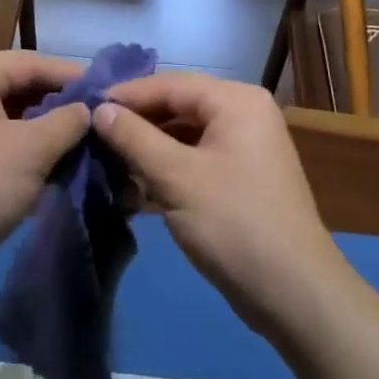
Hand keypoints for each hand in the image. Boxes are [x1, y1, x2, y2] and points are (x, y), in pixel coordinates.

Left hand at [0, 51, 87, 275]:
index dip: (74, 76)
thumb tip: (89, 109)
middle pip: (20, 88)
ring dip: (46, 133)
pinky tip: (55, 170)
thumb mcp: (32, 149)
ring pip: (10, 119)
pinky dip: (25, 153)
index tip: (111, 93)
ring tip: (85, 147)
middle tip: (101, 122)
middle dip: (60, 107)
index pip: (33, 62)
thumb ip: (68, 121)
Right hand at [92, 73, 342, 331]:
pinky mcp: (241, 177)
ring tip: (105, 160)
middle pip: (178, 106)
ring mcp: (245, 146)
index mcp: (236, 101)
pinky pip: (196, 159)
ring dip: (148, 149)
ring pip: (185, 135)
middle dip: (136, 123)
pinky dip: (167, 169)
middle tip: (91, 135)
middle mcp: (244, 113)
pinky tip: (134, 185)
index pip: (170, 84)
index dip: (126, 95)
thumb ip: (134, 138)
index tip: (84, 107)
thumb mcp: (176, 178)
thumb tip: (99, 109)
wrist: (294, 293)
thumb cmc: (233, 223)